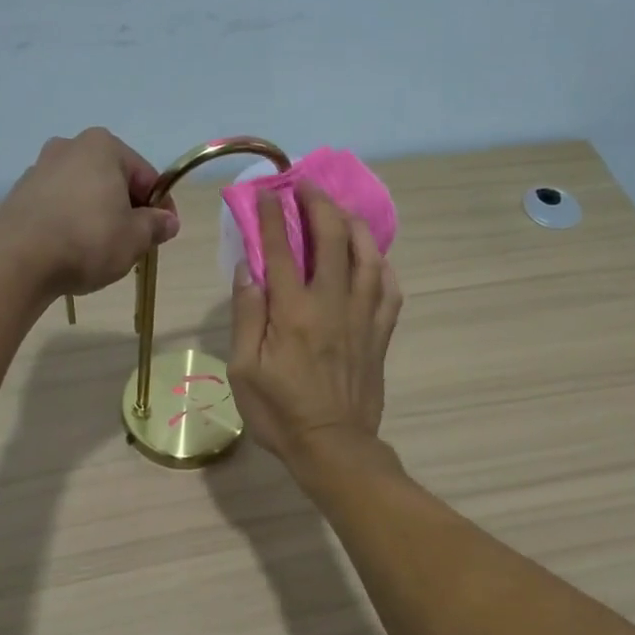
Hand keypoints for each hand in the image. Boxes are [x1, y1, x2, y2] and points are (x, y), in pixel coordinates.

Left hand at [0, 128, 179, 296]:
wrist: (19, 259)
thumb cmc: (88, 240)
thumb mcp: (135, 237)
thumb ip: (156, 226)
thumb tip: (168, 221)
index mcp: (103, 146)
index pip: (146, 176)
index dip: (161, 207)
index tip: (164, 233)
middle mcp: (70, 147)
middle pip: (113, 181)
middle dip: (127, 209)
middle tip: (135, 243)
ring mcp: (40, 168)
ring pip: (85, 193)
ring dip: (99, 216)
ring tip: (103, 251)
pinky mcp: (21, 194)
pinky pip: (59, 206)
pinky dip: (72, 222)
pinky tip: (73, 250)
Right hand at [229, 183, 403, 469]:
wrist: (333, 447)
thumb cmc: (280, 413)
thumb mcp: (244, 370)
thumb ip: (247, 315)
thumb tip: (248, 268)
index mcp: (293, 311)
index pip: (281, 249)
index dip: (274, 215)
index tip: (268, 192)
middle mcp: (332, 303)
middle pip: (331, 238)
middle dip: (318, 205)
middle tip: (307, 187)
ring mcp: (362, 317)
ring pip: (367, 256)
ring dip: (354, 226)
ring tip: (342, 213)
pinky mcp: (381, 334)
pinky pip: (389, 289)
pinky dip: (383, 266)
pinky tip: (374, 258)